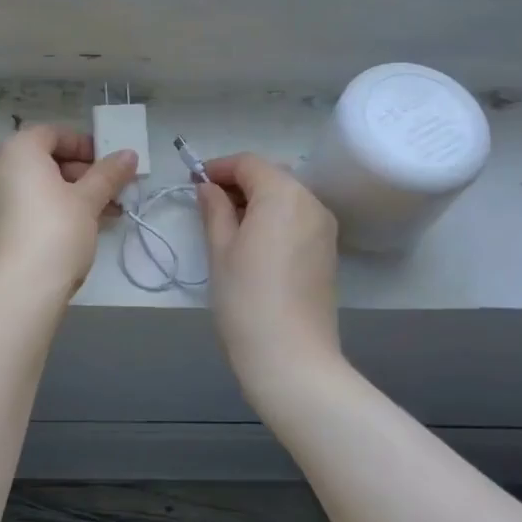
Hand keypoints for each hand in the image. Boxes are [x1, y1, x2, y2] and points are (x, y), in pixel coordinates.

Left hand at [0, 125, 137, 297]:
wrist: (15, 291)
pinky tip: (76, 231)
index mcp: (16, 150)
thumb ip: (108, 174)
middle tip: (110, 191)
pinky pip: (22, 206)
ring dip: (68, 194)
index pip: (53, 133)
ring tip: (103, 214)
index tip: (110, 164)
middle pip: (43, 159)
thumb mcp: (88, 200)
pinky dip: (48, 210)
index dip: (85, 145)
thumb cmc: (55, 231)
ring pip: (34, 186)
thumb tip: (128, 155)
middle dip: (81, 173)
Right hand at [197, 154, 341, 390]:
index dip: (219, 167)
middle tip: (207, 204)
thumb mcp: (220, 249)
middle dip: (239, 183)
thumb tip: (208, 187)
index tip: (194, 182)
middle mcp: (311, 202)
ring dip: (257, 200)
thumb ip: (214, 209)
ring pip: (286, 197)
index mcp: (283, 194)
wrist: (292, 358)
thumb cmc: (246, 298)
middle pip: (271, 176)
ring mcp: (324, 227)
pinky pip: (298, 218)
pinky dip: (274, 218)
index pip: (249, 163)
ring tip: (227, 225)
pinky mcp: (328, 251)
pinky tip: (253, 243)